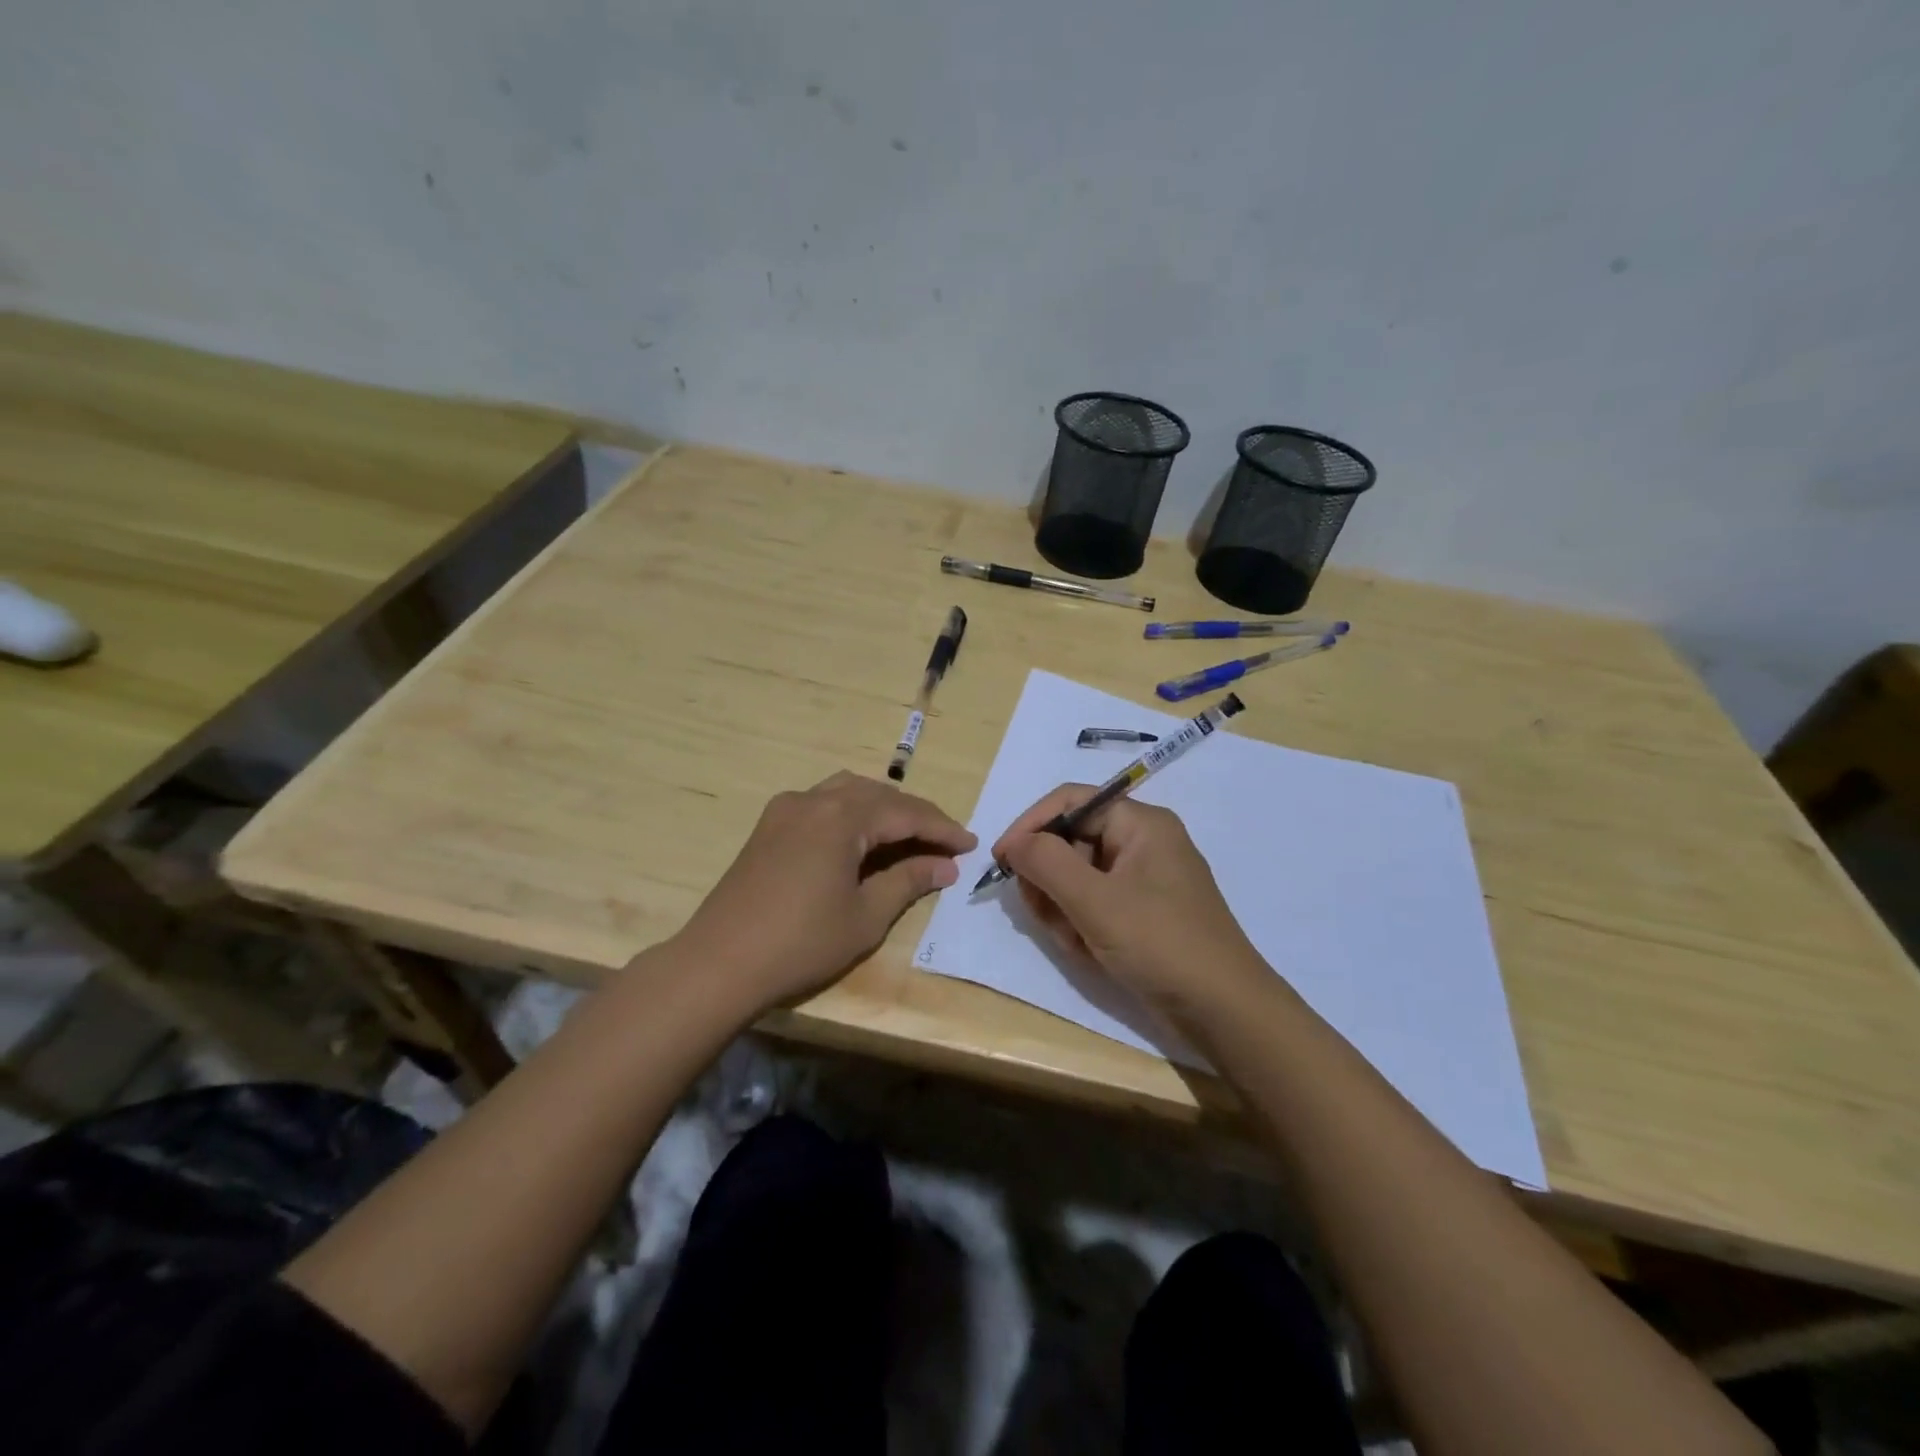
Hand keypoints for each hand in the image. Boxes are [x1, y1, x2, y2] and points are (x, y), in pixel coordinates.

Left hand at [674, 772, 975, 1012]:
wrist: (719, 963)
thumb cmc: (801, 942)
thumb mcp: (866, 916)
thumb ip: (908, 881)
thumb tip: (944, 866)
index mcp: (842, 817)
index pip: (906, 813)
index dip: (942, 829)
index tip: (970, 845)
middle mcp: (814, 800)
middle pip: (878, 795)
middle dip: (915, 816)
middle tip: (944, 843)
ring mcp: (786, 810)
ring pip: (847, 792)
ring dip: (882, 808)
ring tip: (906, 836)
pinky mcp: (768, 826)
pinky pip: (821, 803)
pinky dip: (850, 812)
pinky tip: (859, 838)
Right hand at [995, 787, 1273, 1020]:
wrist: (1223, 1011)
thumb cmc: (1160, 943)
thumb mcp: (1095, 901)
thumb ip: (1047, 862)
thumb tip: (1015, 842)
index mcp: (1140, 823)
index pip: (1071, 801)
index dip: (1031, 825)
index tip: (1001, 860)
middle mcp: (1142, 843)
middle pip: (1071, 840)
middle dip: (1050, 878)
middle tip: (1044, 913)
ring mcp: (1144, 880)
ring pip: (1078, 877)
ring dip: (1063, 908)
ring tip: (1075, 941)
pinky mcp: (1142, 914)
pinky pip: (1095, 905)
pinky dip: (1083, 925)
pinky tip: (1089, 952)